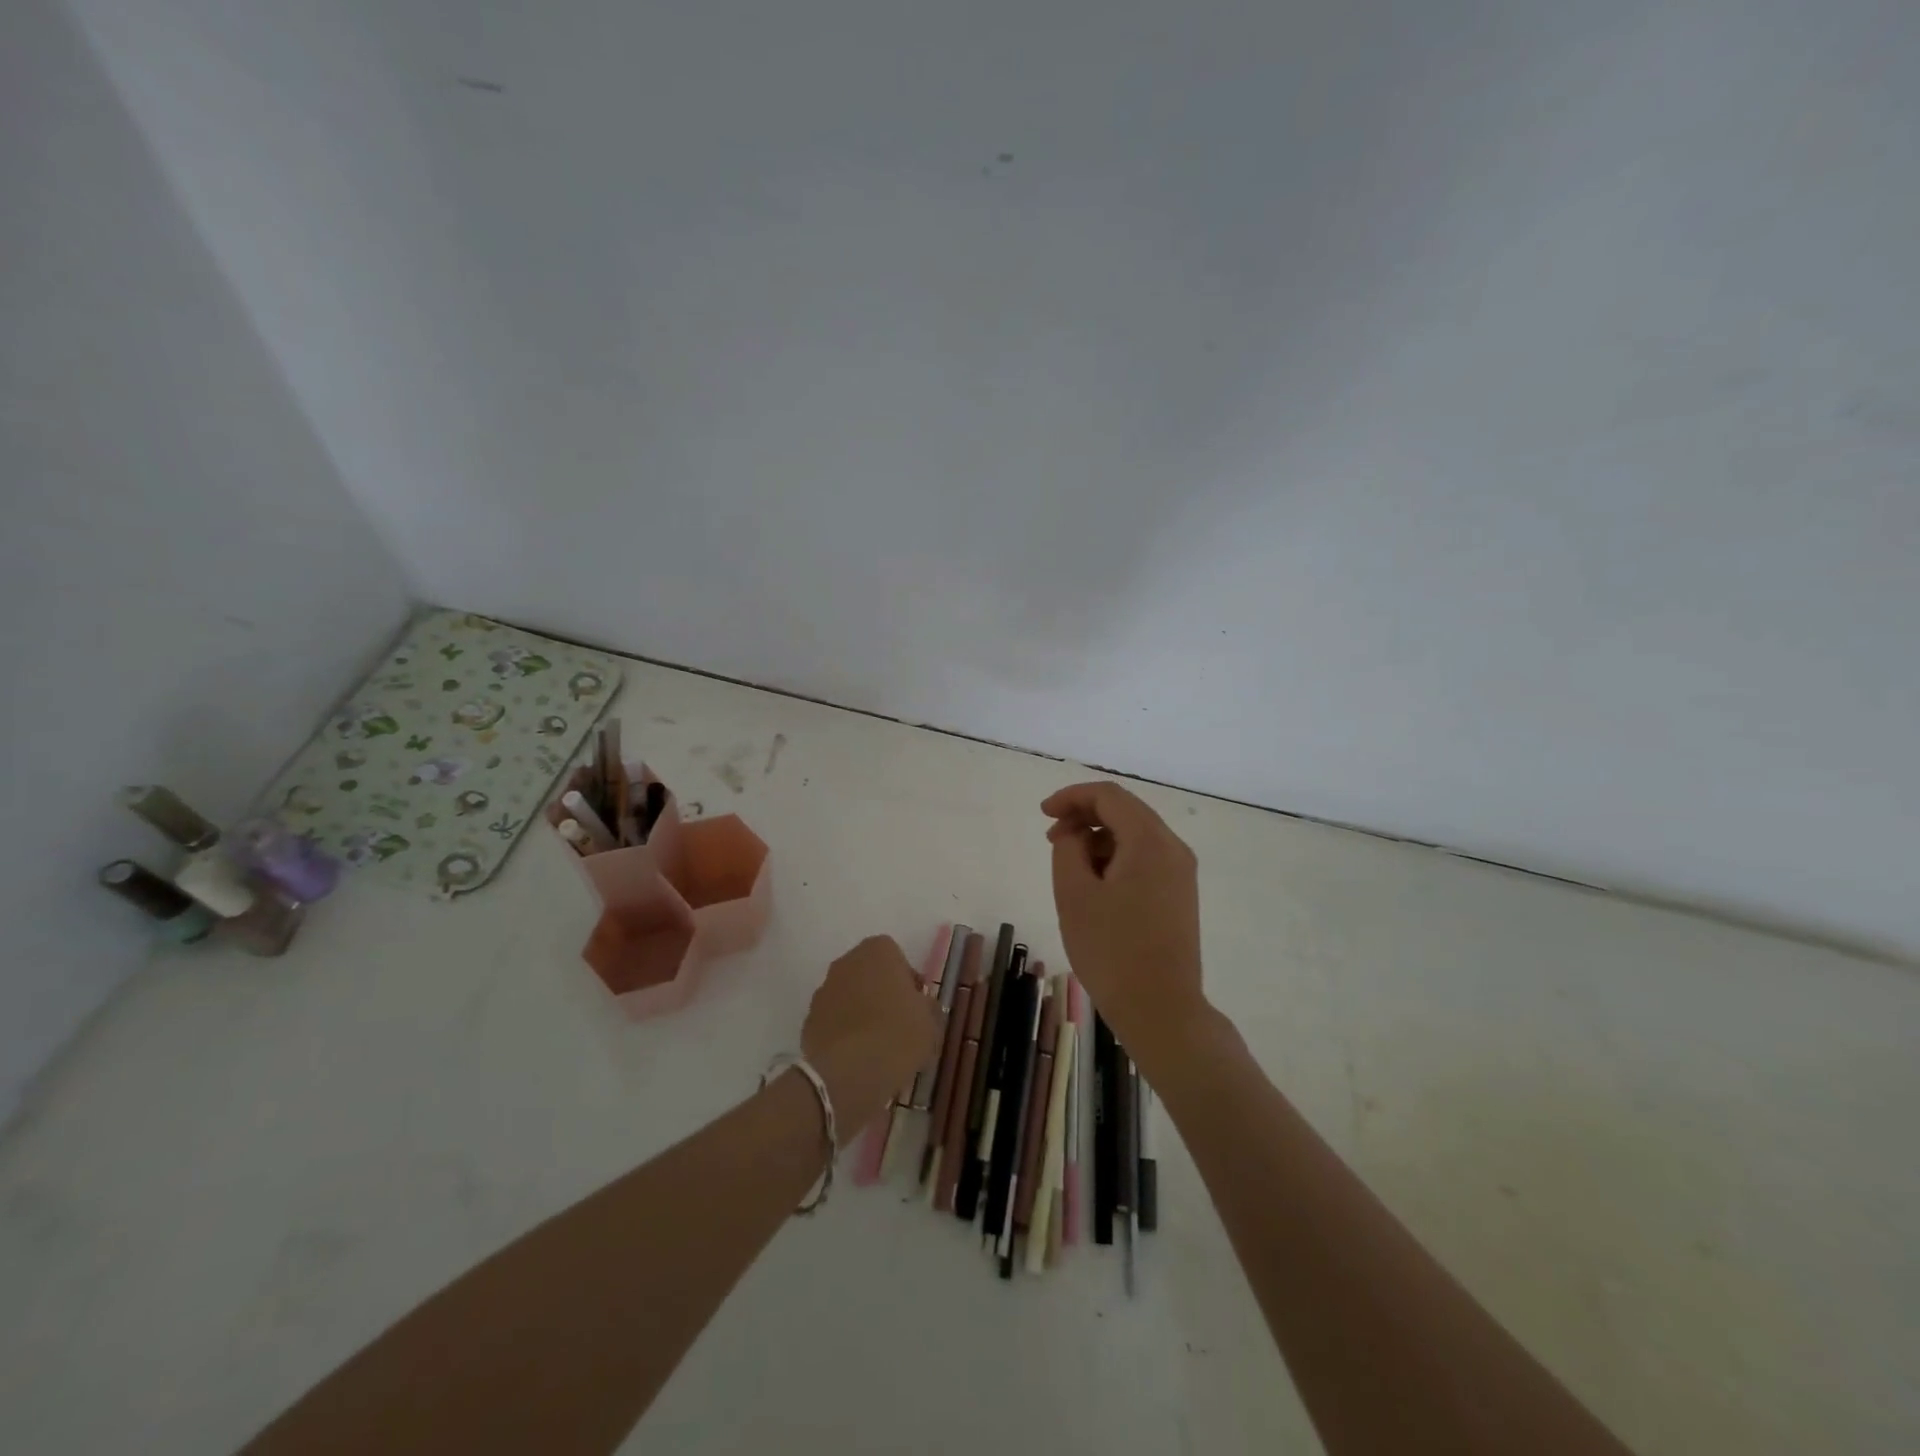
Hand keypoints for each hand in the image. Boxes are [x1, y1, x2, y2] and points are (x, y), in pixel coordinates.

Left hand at [801, 935, 941, 1144]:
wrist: (851, 1071)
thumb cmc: (899, 1034)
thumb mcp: (931, 1022)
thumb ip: (927, 1007)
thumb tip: (921, 1007)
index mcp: (878, 950)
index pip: (896, 957)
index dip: (906, 981)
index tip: (915, 1006)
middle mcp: (847, 962)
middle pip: (868, 974)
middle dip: (880, 993)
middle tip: (897, 1023)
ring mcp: (823, 990)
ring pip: (848, 997)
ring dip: (859, 1012)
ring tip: (876, 1045)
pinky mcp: (808, 1020)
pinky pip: (832, 1021)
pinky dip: (842, 1033)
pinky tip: (855, 1057)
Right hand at [1043, 781, 1206, 1059]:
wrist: (1161, 1010)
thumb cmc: (1111, 951)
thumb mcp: (1074, 894)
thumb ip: (1068, 849)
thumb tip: (1075, 834)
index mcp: (1150, 841)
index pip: (1109, 796)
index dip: (1072, 796)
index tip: (1043, 814)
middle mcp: (1173, 848)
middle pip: (1126, 811)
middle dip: (1085, 816)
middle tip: (1051, 838)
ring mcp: (1181, 872)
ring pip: (1136, 835)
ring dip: (1099, 837)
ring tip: (1069, 864)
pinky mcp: (1180, 894)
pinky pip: (1145, 858)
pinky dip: (1116, 857)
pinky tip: (1095, 882)